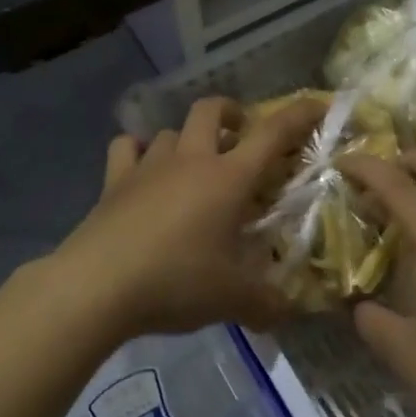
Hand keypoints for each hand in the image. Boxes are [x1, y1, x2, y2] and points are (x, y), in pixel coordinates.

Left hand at [51, 95, 324, 341]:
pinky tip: (142, 171)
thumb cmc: (176, 282)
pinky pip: (127, 148)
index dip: (299, 115)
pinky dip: (137, 152)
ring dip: (188, 139)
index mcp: (228, 178)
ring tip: (193, 166)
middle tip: (241, 137)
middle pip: (212, 109)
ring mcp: (148, 165)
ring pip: (172, 130)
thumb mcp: (233, 300)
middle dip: (232, 113)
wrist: (97, 285)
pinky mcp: (114, 180)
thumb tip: (289, 310)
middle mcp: (191, 159)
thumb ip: (268, 303)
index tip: (318, 105)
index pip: (272, 133)